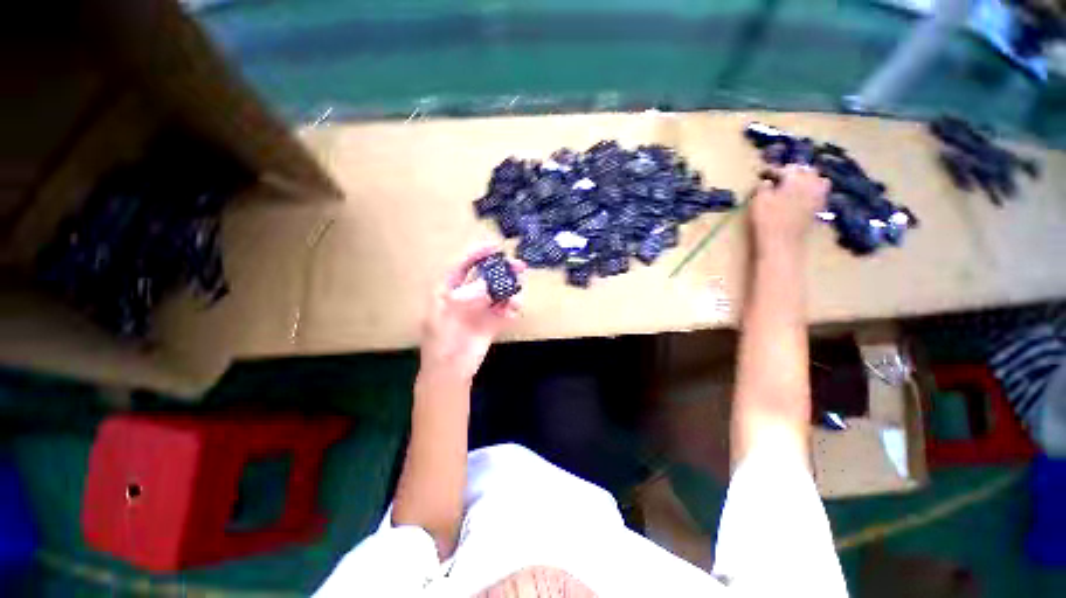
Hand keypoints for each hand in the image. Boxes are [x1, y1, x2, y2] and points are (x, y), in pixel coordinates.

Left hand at [420, 245, 524, 383]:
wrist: (449, 371)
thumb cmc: (441, 340)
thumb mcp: (448, 313)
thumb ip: (469, 295)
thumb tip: (491, 283)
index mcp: (449, 290)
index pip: (464, 265)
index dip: (478, 254)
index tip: (496, 247)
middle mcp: (467, 296)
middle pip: (487, 277)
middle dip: (503, 271)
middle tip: (520, 267)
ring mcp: (480, 309)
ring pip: (499, 293)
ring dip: (510, 291)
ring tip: (515, 298)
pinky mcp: (491, 323)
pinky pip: (505, 311)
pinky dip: (511, 309)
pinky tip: (512, 312)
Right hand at [749, 165, 829, 255]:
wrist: (782, 242)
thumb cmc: (767, 220)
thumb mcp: (758, 201)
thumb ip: (763, 187)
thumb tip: (767, 182)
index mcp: (795, 178)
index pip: (783, 169)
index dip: (771, 170)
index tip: (762, 173)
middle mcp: (810, 183)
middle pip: (805, 170)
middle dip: (793, 171)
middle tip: (779, 176)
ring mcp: (818, 195)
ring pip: (817, 179)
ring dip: (806, 179)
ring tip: (794, 183)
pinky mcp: (819, 208)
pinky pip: (819, 192)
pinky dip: (812, 190)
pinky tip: (803, 195)